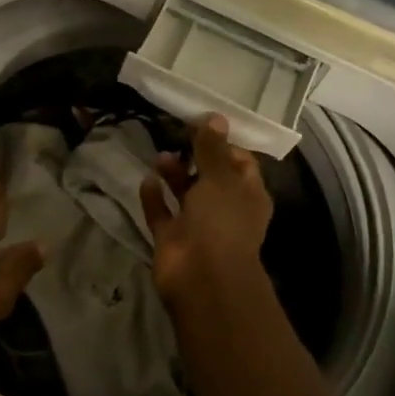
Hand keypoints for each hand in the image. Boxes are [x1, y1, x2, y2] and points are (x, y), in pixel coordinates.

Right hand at [138, 114, 273, 309]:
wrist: (202, 278)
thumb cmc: (221, 222)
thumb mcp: (220, 178)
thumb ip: (213, 148)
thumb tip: (216, 117)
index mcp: (248, 195)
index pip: (241, 162)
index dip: (224, 143)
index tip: (203, 124)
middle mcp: (225, 210)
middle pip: (210, 177)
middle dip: (195, 156)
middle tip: (175, 134)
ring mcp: (198, 226)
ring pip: (185, 194)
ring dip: (173, 174)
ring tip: (159, 155)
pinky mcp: (173, 239)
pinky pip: (162, 213)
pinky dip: (154, 198)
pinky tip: (146, 180)